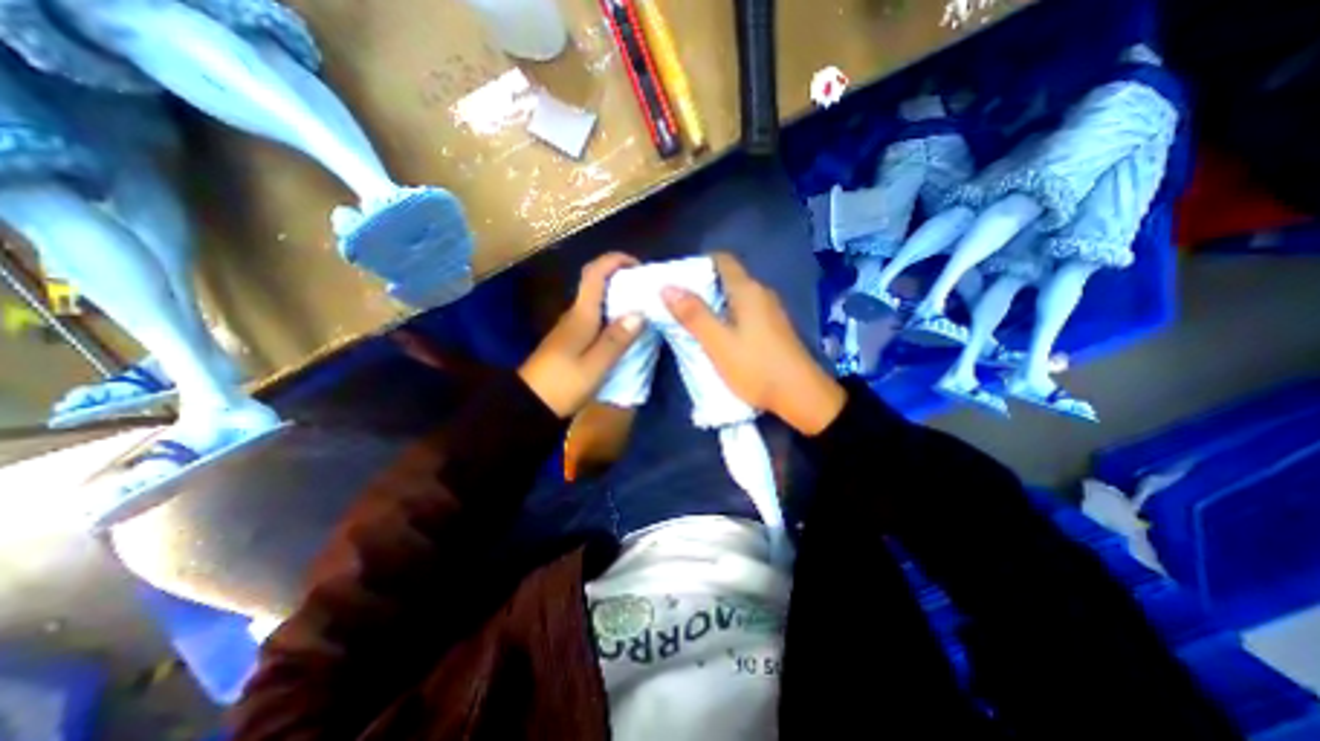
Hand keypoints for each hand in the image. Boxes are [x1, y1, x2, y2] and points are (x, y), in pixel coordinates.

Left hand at [519, 251, 641, 414]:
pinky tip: (625, 330)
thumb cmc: (562, 383)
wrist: (529, 404)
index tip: (639, 265)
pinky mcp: (572, 340)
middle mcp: (575, 314)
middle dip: (622, 278)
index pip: (594, 274)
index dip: (615, 261)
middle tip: (647, 289)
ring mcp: (571, 327)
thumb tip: (639, 313)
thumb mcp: (595, 365)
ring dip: (618, 297)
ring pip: (596, 301)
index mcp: (581, 315)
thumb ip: (617, 339)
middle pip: (596, 284)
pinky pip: (595, 317)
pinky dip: (612, 315)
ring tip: (642, 308)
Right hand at [667, 255, 839, 433]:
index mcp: (748, 290)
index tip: (677, 279)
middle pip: (728, 279)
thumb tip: (667, 286)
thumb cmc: (756, 367)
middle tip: (677, 304)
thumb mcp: (718, 343)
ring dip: (714, 305)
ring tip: (692, 320)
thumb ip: (693, 315)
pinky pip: (745, 313)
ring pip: (736, 298)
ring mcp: (771, 311)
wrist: (801, 396)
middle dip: (702, 287)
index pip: (722, 260)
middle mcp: (762, 294)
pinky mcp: (775, 329)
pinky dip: (728, 317)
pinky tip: (718, 336)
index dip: (698, 264)